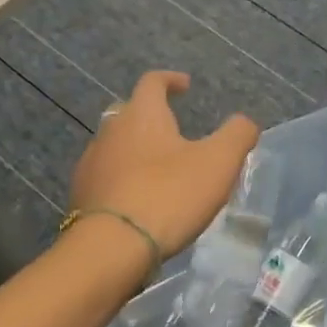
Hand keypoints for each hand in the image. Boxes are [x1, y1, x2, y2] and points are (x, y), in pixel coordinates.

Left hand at [70, 70, 258, 258]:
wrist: (111, 247)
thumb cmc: (168, 194)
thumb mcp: (218, 163)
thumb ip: (237, 135)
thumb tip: (245, 122)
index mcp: (142, 114)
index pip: (152, 81)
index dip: (170, 80)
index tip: (185, 86)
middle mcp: (110, 130)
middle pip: (129, 112)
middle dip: (150, 116)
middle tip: (172, 130)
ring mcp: (90, 163)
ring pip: (114, 145)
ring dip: (135, 150)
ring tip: (158, 170)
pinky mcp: (80, 195)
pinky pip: (105, 177)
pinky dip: (123, 179)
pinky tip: (138, 199)